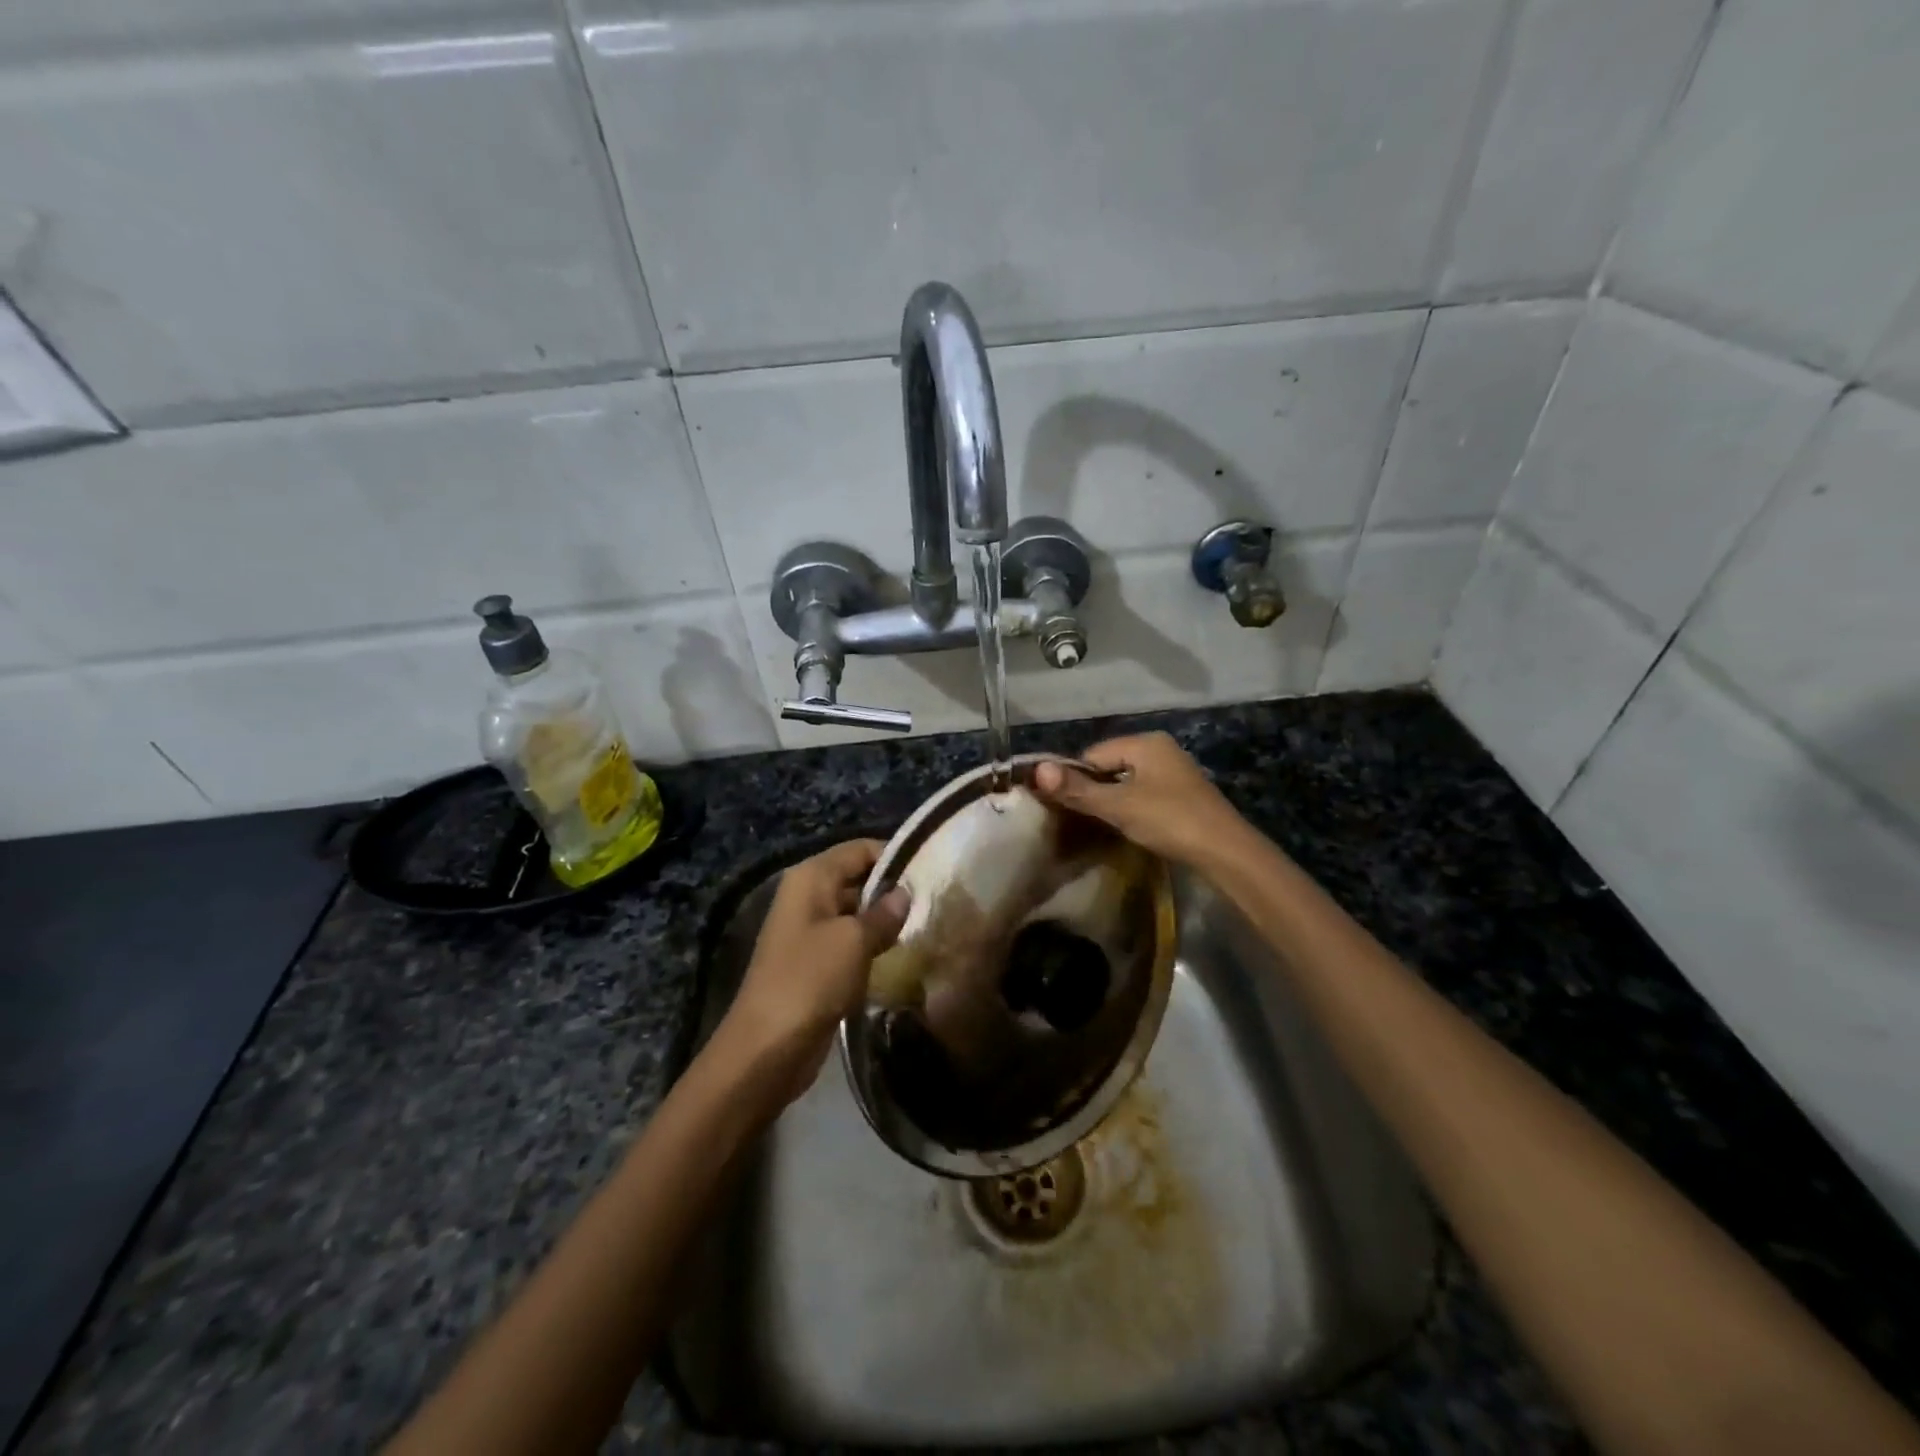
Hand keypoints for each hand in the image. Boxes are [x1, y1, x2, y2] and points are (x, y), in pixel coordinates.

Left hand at [715, 839, 910, 1104]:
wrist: (767, 1047)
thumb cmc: (810, 980)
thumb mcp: (854, 941)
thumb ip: (884, 913)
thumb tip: (905, 892)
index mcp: (811, 877)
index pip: (860, 849)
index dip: (895, 855)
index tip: (932, 870)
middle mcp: (808, 896)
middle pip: (858, 878)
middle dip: (893, 890)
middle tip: (936, 901)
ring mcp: (810, 930)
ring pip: (856, 913)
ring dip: (886, 921)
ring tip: (927, 926)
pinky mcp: (815, 962)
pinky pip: (850, 942)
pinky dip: (873, 946)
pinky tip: (903, 955)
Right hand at [1032, 733, 1243, 868]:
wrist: (1226, 852)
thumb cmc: (1169, 820)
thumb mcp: (1118, 805)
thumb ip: (1078, 789)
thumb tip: (1037, 769)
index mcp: (1145, 742)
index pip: (1093, 754)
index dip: (1076, 779)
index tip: (1065, 807)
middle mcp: (1160, 749)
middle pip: (1110, 765)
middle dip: (1094, 789)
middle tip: (1082, 819)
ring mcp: (1174, 771)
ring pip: (1127, 781)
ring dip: (1113, 800)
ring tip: (1103, 825)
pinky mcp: (1182, 793)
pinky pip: (1144, 793)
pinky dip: (1132, 807)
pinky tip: (1130, 826)